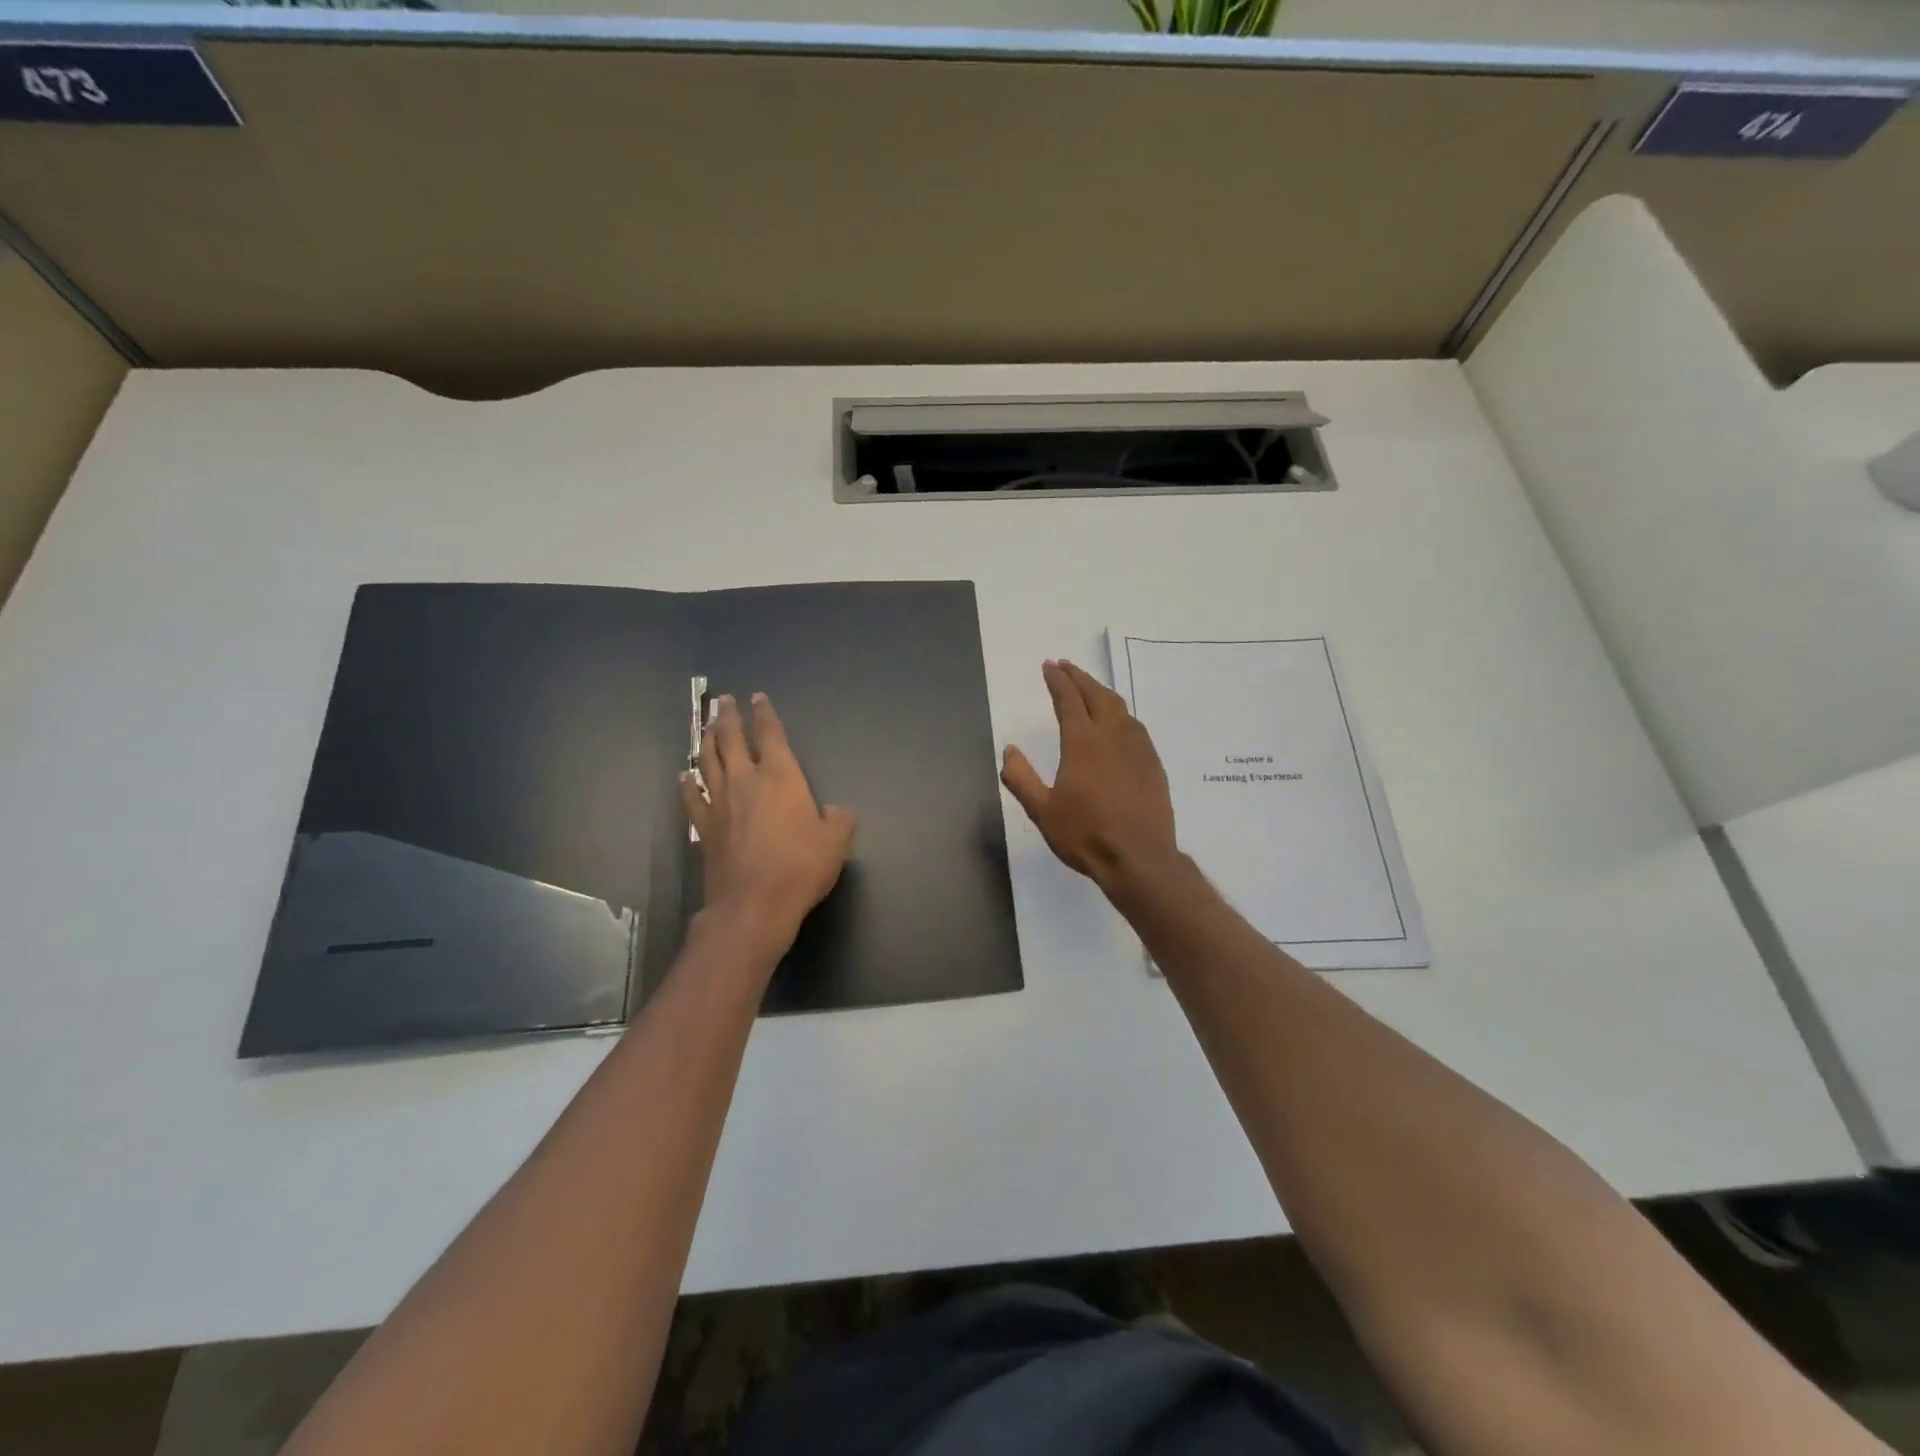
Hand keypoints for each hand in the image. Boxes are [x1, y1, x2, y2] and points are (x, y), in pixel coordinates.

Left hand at [681, 693, 856, 945]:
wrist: (753, 904)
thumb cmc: (800, 867)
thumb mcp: (836, 841)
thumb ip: (839, 819)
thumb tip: (836, 810)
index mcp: (780, 776)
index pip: (771, 735)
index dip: (765, 714)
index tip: (758, 696)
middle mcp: (745, 780)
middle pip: (732, 739)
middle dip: (728, 717)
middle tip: (723, 700)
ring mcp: (719, 803)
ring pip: (708, 761)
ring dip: (707, 740)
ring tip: (707, 727)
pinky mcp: (703, 827)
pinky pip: (693, 797)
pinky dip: (688, 783)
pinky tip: (685, 776)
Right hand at [1001, 660, 1177, 889]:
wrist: (1140, 859)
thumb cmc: (1086, 835)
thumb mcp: (1042, 811)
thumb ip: (1021, 778)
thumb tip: (1009, 750)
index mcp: (1083, 742)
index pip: (1068, 699)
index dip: (1057, 680)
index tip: (1049, 666)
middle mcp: (1112, 736)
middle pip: (1096, 695)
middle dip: (1079, 677)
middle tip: (1065, 667)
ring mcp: (1138, 748)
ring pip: (1120, 708)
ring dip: (1101, 692)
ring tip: (1089, 690)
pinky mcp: (1153, 764)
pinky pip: (1135, 727)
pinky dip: (1120, 714)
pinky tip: (1118, 723)